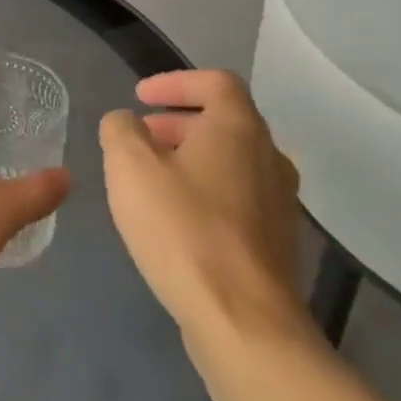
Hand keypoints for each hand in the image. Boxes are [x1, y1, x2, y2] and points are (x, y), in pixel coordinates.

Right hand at [99, 70, 306, 349]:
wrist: (243, 319)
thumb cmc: (182, 229)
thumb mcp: (130, 167)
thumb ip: (121, 130)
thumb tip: (126, 122)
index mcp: (238, 129)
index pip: (215, 82)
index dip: (175, 81)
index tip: (140, 96)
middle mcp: (268, 156)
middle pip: (224, 121)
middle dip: (177, 121)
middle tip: (140, 136)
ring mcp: (279, 201)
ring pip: (231, 160)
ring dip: (190, 156)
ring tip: (150, 177)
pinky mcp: (275, 240)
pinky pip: (237, 195)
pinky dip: (204, 189)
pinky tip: (174, 217)